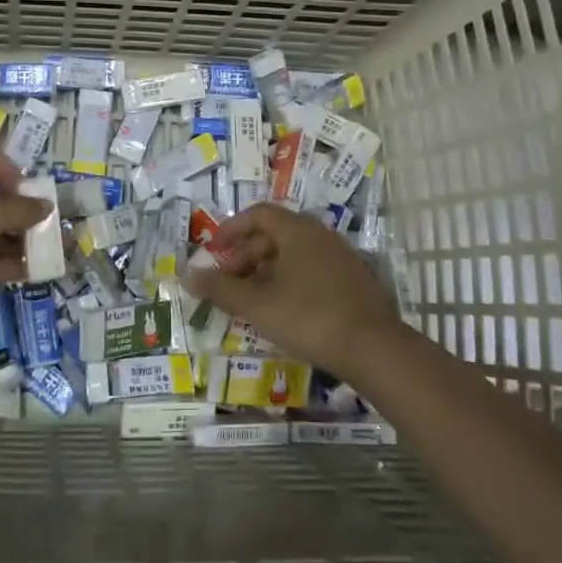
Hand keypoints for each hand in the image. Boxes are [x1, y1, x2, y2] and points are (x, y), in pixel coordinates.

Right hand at [184, 203, 406, 375]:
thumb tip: (188, 277)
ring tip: (251, 298)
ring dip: (267, 269)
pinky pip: (312, 267)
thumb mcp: (257, 305)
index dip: (232, 228)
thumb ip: (221, 289)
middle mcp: (320, 235)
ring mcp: (340, 256)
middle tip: (229, 281)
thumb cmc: (309, 318)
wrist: (373, 348)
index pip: (258, 213)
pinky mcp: (353, 279)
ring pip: (294, 252)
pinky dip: (289, 279)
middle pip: (275, 233)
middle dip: (246, 254)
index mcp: (297, 231)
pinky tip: (283, 308)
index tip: (214, 249)